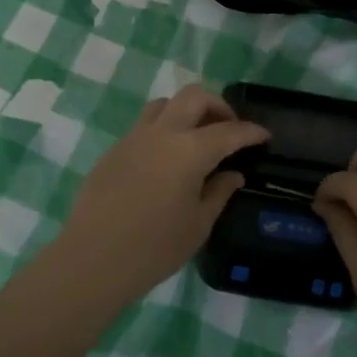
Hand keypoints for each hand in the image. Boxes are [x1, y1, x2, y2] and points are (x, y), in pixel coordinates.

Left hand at [55, 85, 267, 308]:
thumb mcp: (197, 225)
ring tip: (197, 137)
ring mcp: (134, 137)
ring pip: (165, 103)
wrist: (92, 260)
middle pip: (195, 96)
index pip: (229, 131)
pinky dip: (165, 129)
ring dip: (187, 111)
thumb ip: (219, 193)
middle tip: (230, 129)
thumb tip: (232, 174)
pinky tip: (167, 159)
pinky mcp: (115, 149)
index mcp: (189, 150)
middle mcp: (162, 132)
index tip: (264, 135)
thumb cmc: (153, 248)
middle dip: (218, 105)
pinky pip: (145, 125)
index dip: (250, 132)